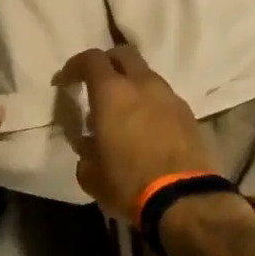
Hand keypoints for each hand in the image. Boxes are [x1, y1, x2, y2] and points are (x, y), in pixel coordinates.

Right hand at [55, 44, 213, 221]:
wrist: (185, 200)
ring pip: (146, 76)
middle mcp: (143, 85)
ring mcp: (170, 97)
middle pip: (124, 54)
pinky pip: (163, 98)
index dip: (74, 66)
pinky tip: (145, 129)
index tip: (65, 81)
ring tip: (122, 113)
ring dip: (131, 86)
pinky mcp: (189, 115)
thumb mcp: (91, 174)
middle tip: (96, 84)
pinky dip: (150, 104)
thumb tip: (88, 144)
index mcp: (112, 93)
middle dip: (107, 63)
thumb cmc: (129, 183)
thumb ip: (85, 152)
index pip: (91, 60)